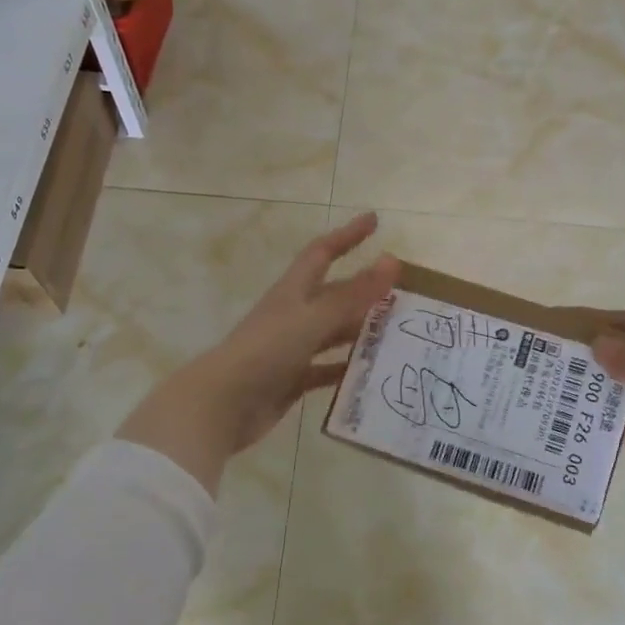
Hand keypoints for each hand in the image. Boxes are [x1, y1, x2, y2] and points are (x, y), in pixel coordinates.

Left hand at [117, 213, 399, 493]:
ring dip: (361, 330)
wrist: (222, 404)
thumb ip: (353, 295)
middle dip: (364, 290)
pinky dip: (346, 369)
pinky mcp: (291, 379)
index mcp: (293, 291)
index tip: (374, 220)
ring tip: (398, 332)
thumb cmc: (266, 351)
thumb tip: (392, 260)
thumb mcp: (313, 319)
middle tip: (403, 291)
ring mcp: (291, 348)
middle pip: (334, 295)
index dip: (347, 235)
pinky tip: (371, 373)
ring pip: (333, 333)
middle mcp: (293, 315)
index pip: (323, 252)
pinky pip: (326, 370)